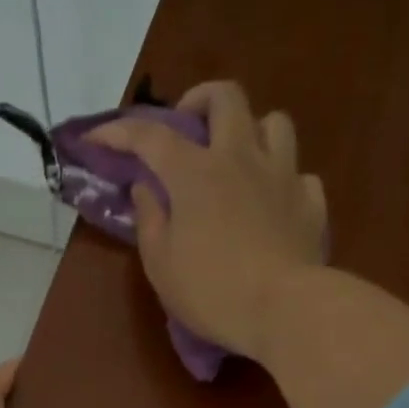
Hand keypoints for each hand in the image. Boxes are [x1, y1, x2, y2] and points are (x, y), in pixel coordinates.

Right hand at [89, 81, 327, 361]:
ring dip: (251, 131)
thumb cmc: (212, 292)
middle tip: (187, 127)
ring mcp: (282, 175)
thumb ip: (150, 221)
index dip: (119, 131)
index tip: (97, 137)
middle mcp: (241, 158)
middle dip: (200, 100)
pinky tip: (272, 203)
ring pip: (273, 122)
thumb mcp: (161, 265)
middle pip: (225, 96)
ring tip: (238, 159)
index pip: (150, 136)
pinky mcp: (311, 202)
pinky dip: (282, 181)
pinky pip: (298, 174)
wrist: (284, 310)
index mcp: (195, 172)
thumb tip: (146, 189)